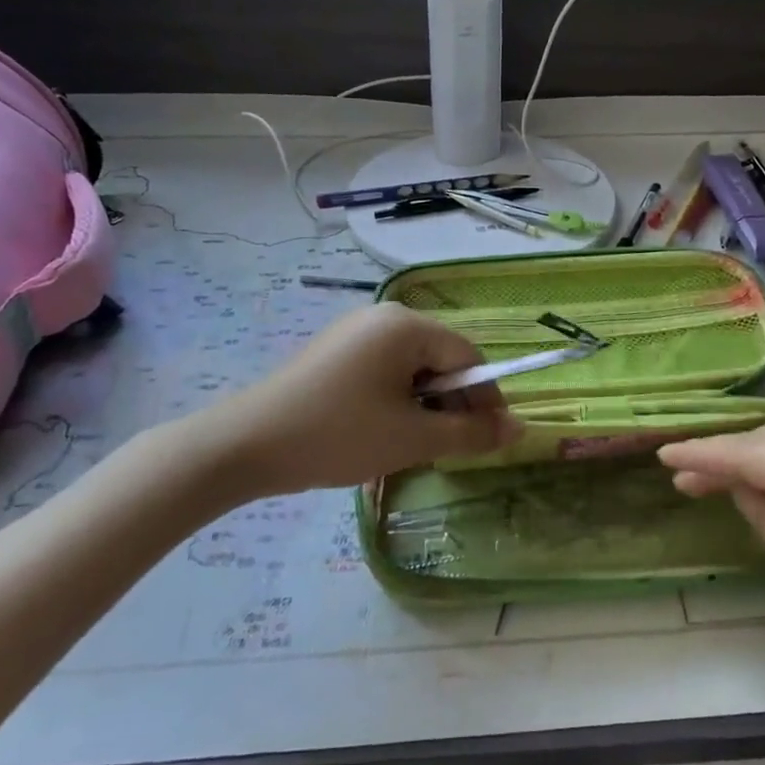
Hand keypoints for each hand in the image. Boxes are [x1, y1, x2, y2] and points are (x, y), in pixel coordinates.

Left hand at [190, 303, 521, 495]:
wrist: (245, 446)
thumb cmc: (338, 435)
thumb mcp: (412, 438)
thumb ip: (471, 432)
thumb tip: (519, 429)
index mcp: (406, 325)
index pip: (468, 356)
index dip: (485, 399)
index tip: (490, 440)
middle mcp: (383, 316)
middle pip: (440, 358)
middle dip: (452, 403)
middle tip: (449, 448)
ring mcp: (355, 331)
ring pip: (412, 368)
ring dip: (424, 405)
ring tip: (414, 444)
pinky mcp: (336, 351)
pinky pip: (385, 370)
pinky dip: (397, 400)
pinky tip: (383, 431)